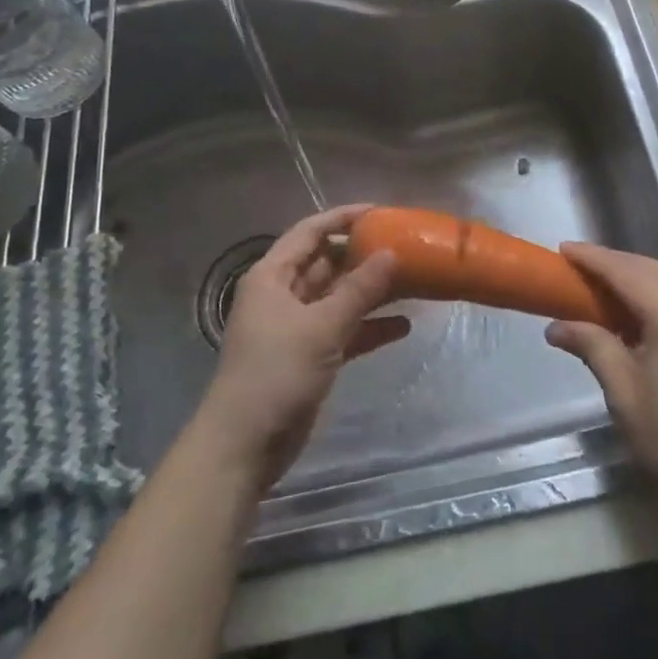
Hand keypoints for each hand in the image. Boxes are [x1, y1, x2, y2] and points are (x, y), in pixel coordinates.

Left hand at [196, 204, 406, 490]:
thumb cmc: (276, 373)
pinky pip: (344, 330)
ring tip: (412, 281)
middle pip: (326, 262)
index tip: (381, 212)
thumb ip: (359, 290)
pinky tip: (403, 327)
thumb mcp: (322, 326)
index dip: (343, 218)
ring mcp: (296, 326)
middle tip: (404, 246)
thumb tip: (391, 254)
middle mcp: (283, 294)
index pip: (310, 232)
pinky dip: (369, 327)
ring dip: (370, 291)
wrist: (245, 446)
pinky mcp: (310, 356)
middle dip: (363, 255)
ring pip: (338, 297)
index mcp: (273, 276)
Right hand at [545, 244, 657, 506]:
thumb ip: (592, 346)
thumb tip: (556, 327)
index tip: (564, 250)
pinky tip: (649, 309)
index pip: (623, 269)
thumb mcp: (624, 392)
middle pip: (649, 266)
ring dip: (641, 275)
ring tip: (611, 287)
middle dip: (615, 264)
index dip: (591, 258)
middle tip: (582, 269)